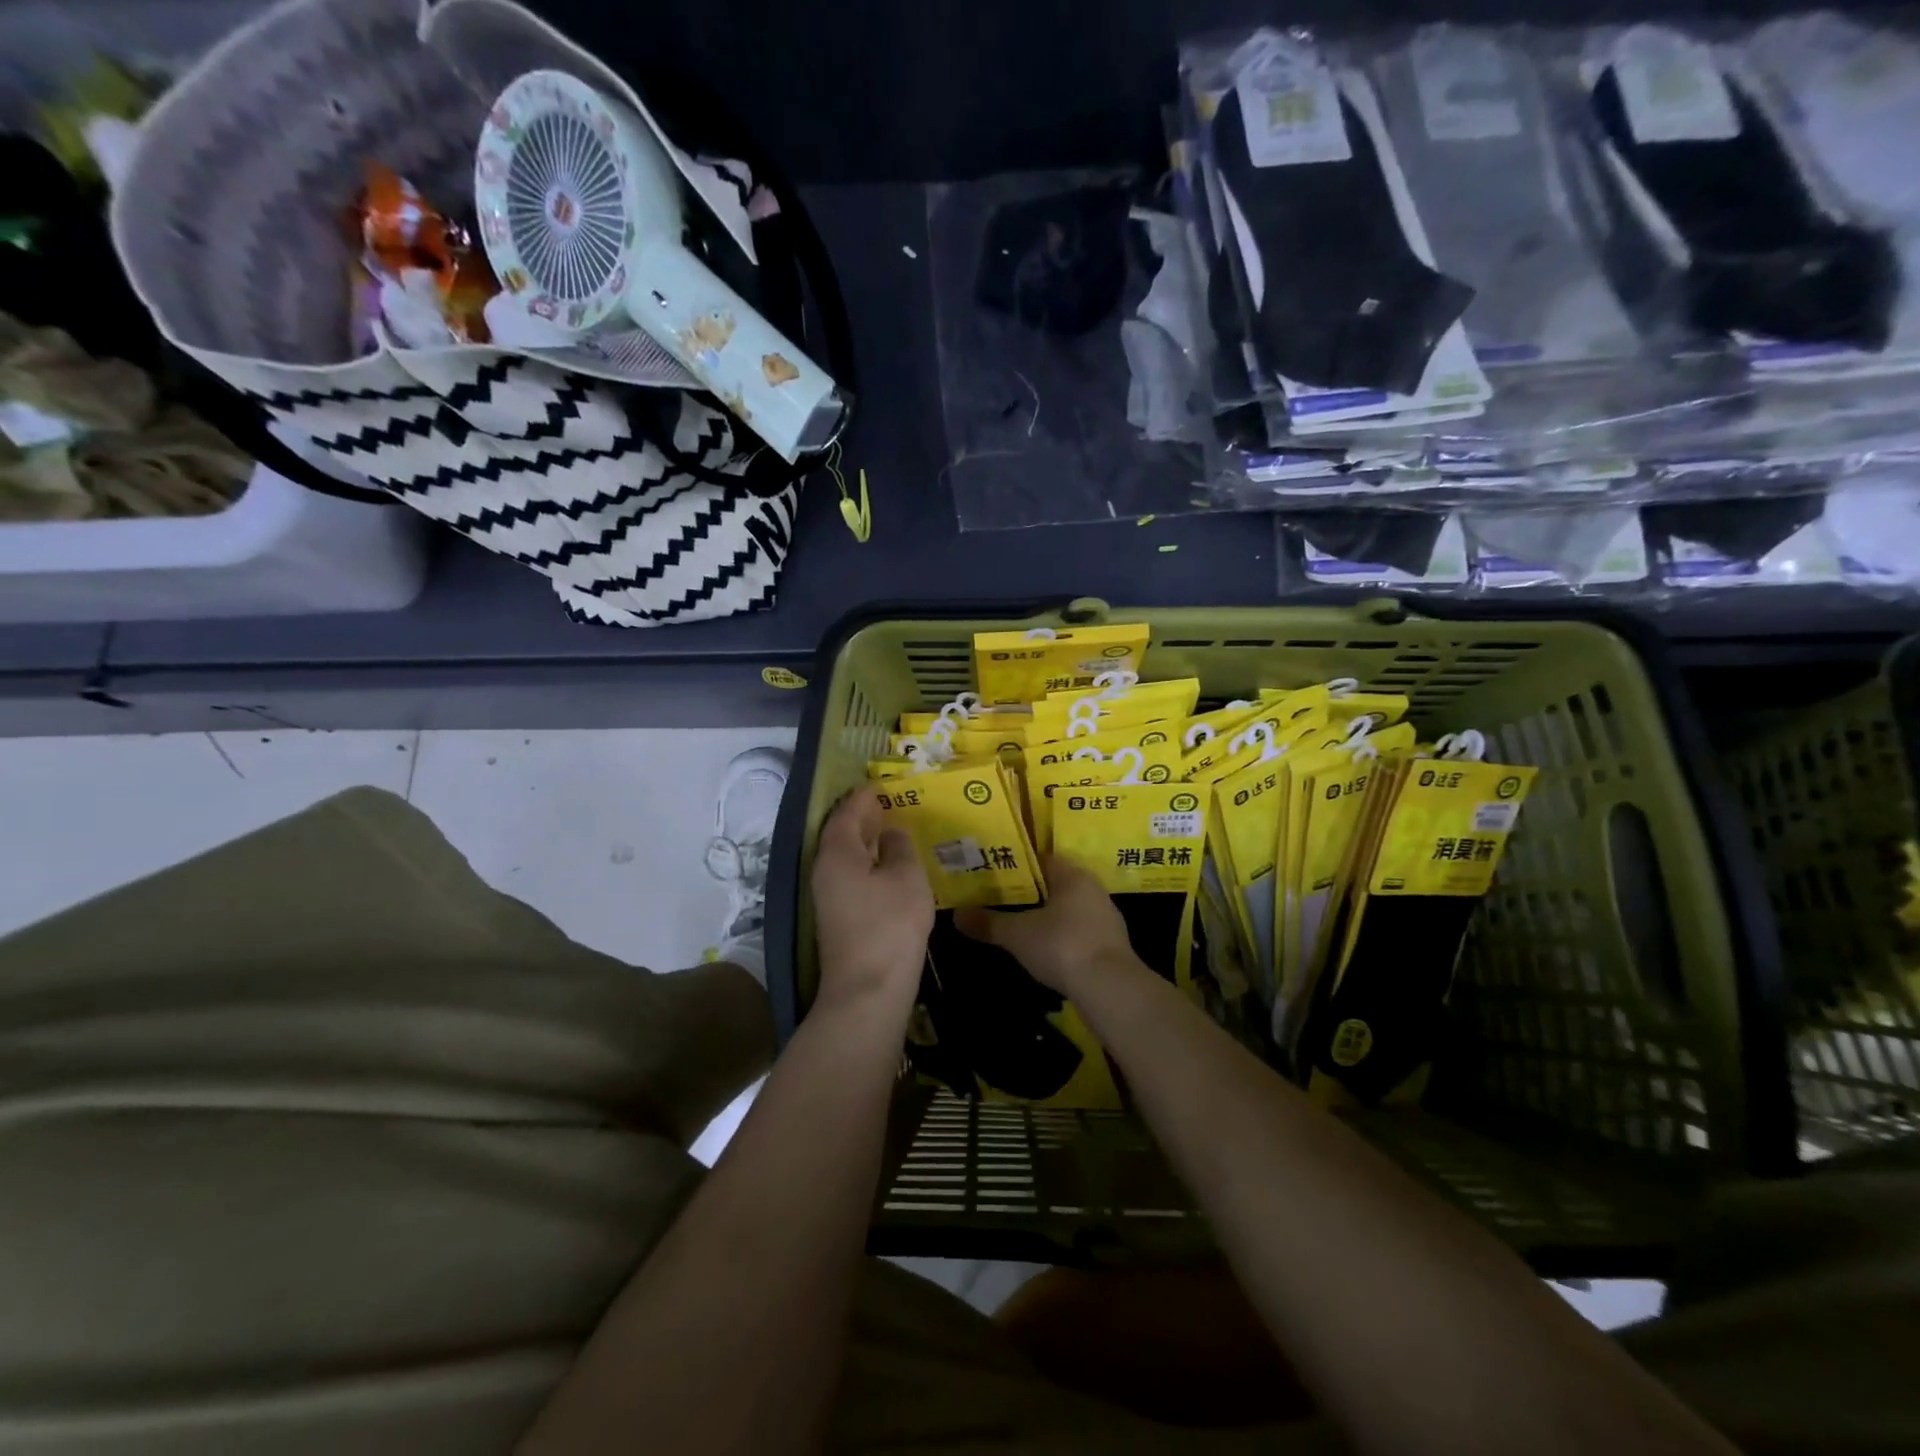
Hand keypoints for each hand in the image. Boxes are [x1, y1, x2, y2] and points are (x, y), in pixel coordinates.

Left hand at [810, 787, 933, 1014]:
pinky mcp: (838, 917)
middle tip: (892, 803)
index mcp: (837, 852)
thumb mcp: (905, 877)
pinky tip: (891, 868)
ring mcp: (828, 896)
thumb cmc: (890, 925)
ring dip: (868, 842)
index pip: (847, 811)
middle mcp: (825, 869)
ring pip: (847, 857)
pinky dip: (869, 864)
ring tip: (895, 831)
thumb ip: (899, 847)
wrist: (868, 991)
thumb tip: (891, 832)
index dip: (865, 796)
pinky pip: (852, 876)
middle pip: (842, 833)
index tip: (883, 783)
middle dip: (865, 817)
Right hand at [954, 854, 1137, 997]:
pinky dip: (1063, 937)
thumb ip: (988, 923)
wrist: (1110, 988)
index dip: (1018, 866)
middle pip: (1057, 884)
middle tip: (1002, 900)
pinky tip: (1047, 950)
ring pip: (1070, 909)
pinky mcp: (1112, 945)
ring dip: (1049, 916)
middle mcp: (1093, 890)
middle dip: (1032, 892)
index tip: (996, 873)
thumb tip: (957, 915)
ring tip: (1020, 925)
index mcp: (1073, 876)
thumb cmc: (1062, 946)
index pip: (1043, 859)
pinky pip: (1080, 932)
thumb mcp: (1017, 934)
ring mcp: (1106, 918)